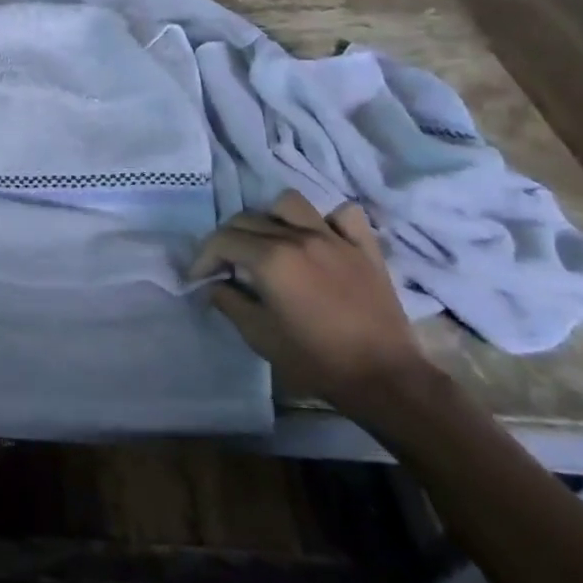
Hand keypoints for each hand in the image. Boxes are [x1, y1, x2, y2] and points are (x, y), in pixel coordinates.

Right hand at [191, 191, 437, 420]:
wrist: (384, 378)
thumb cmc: (315, 359)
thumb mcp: (258, 335)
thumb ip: (229, 302)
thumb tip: (214, 284)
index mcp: (271, 258)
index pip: (222, 240)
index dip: (203, 257)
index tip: (199, 278)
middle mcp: (299, 237)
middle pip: (248, 218)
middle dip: (228, 239)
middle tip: (227, 265)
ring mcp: (335, 239)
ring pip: (290, 204)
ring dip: (271, 218)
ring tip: (269, 242)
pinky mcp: (365, 249)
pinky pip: (344, 216)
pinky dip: (327, 220)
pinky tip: (319, 237)